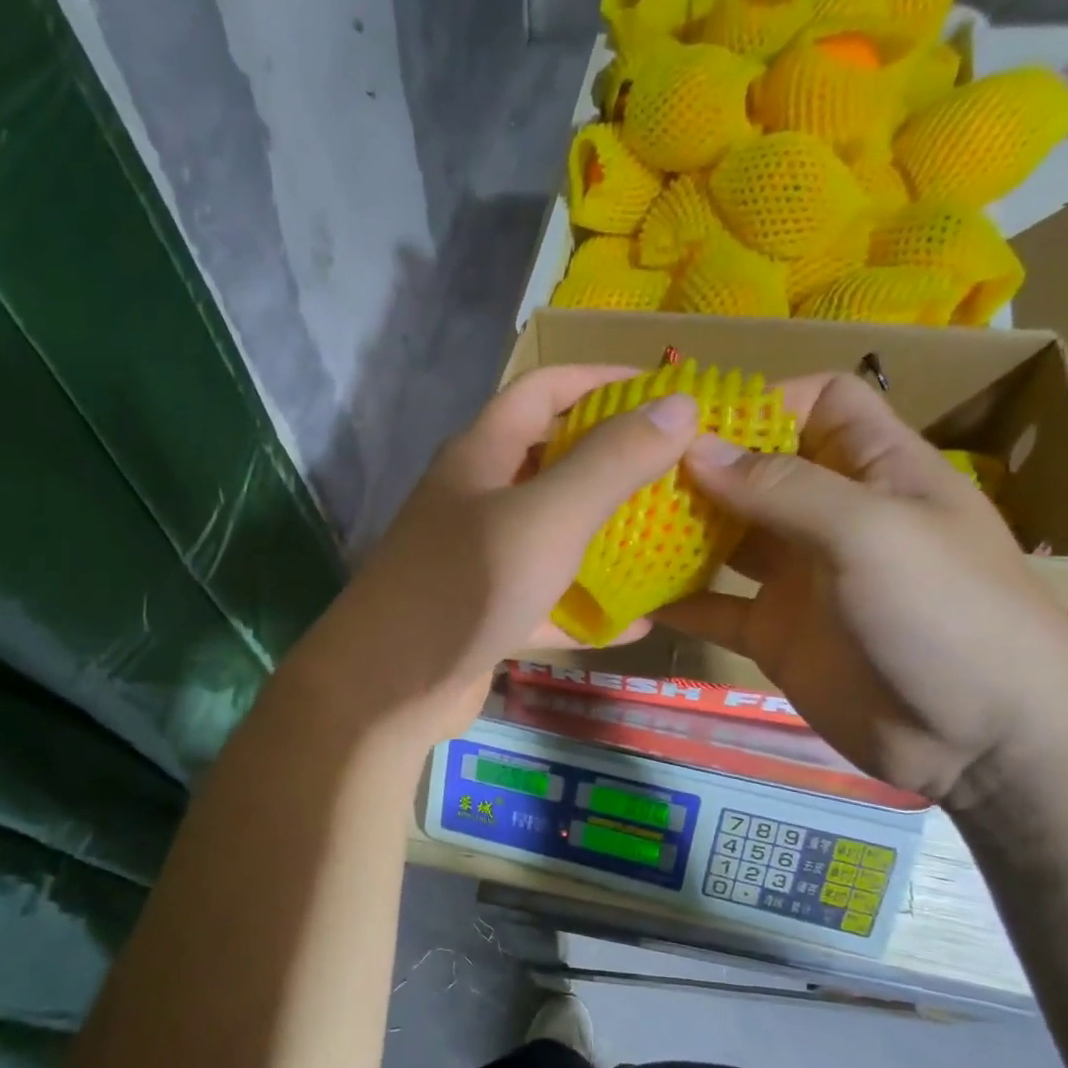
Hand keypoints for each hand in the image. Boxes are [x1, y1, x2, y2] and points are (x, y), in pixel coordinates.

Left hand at [285, 365, 703, 748]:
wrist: (387, 688)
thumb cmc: (465, 586)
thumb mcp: (548, 517)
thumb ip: (612, 462)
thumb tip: (680, 404)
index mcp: (481, 454)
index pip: (544, 389)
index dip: (604, 379)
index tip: (668, 390)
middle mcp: (477, 498)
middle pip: (551, 459)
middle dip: (614, 458)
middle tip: (680, 468)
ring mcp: (480, 558)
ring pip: (552, 532)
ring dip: (605, 532)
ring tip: (670, 536)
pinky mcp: (488, 612)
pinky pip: (548, 598)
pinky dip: (587, 605)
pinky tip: (638, 621)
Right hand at [656, 372, 1067, 801]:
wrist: (982, 741)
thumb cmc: (944, 612)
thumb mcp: (870, 532)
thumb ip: (782, 488)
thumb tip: (696, 447)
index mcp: (876, 470)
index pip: (820, 404)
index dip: (762, 402)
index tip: (689, 421)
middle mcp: (833, 517)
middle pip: (758, 472)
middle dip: (700, 469)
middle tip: (627, 475)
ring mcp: (801, 579)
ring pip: (728, 540)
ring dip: (680, 532)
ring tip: (617, 526)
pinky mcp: (775, 634)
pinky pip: (717, 608)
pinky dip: (679, 601)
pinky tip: (629, 594)